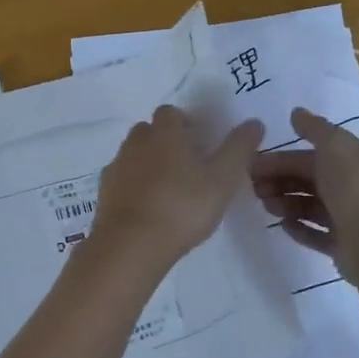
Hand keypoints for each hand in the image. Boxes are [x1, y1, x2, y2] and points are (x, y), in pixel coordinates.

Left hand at [91, 106, 264, 267]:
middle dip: (164, 141)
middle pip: (148, 131)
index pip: (170, 113)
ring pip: (133, 155)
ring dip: (147, 163)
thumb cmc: (182, 207)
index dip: (184, 122)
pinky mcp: (104, 193)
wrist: (131, 245)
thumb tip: (254, 122)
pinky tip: (147, 207)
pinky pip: (121, 180)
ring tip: (168, 189)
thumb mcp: (222, 179)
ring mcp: (116, 168)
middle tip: (186, 166)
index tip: (200, 142)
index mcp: (164, 133)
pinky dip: (133, 186)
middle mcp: (135, 143)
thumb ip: (238, 148)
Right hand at [250, 107, 358, 284]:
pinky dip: (298, 228)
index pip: (310, 156)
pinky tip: (283, 225)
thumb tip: (296, 112)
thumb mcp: (335, 146)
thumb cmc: (354, 189)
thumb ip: (315, 128)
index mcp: (353, 161)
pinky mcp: (343, 246)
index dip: (281, 158)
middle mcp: (352, 187)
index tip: (252, 165)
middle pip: (308, 180)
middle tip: (254, 188)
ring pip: (309, 206)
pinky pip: (315, 234)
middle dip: (279, 180)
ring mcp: (348, 218)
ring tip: (267, 206)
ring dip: (285, 203)